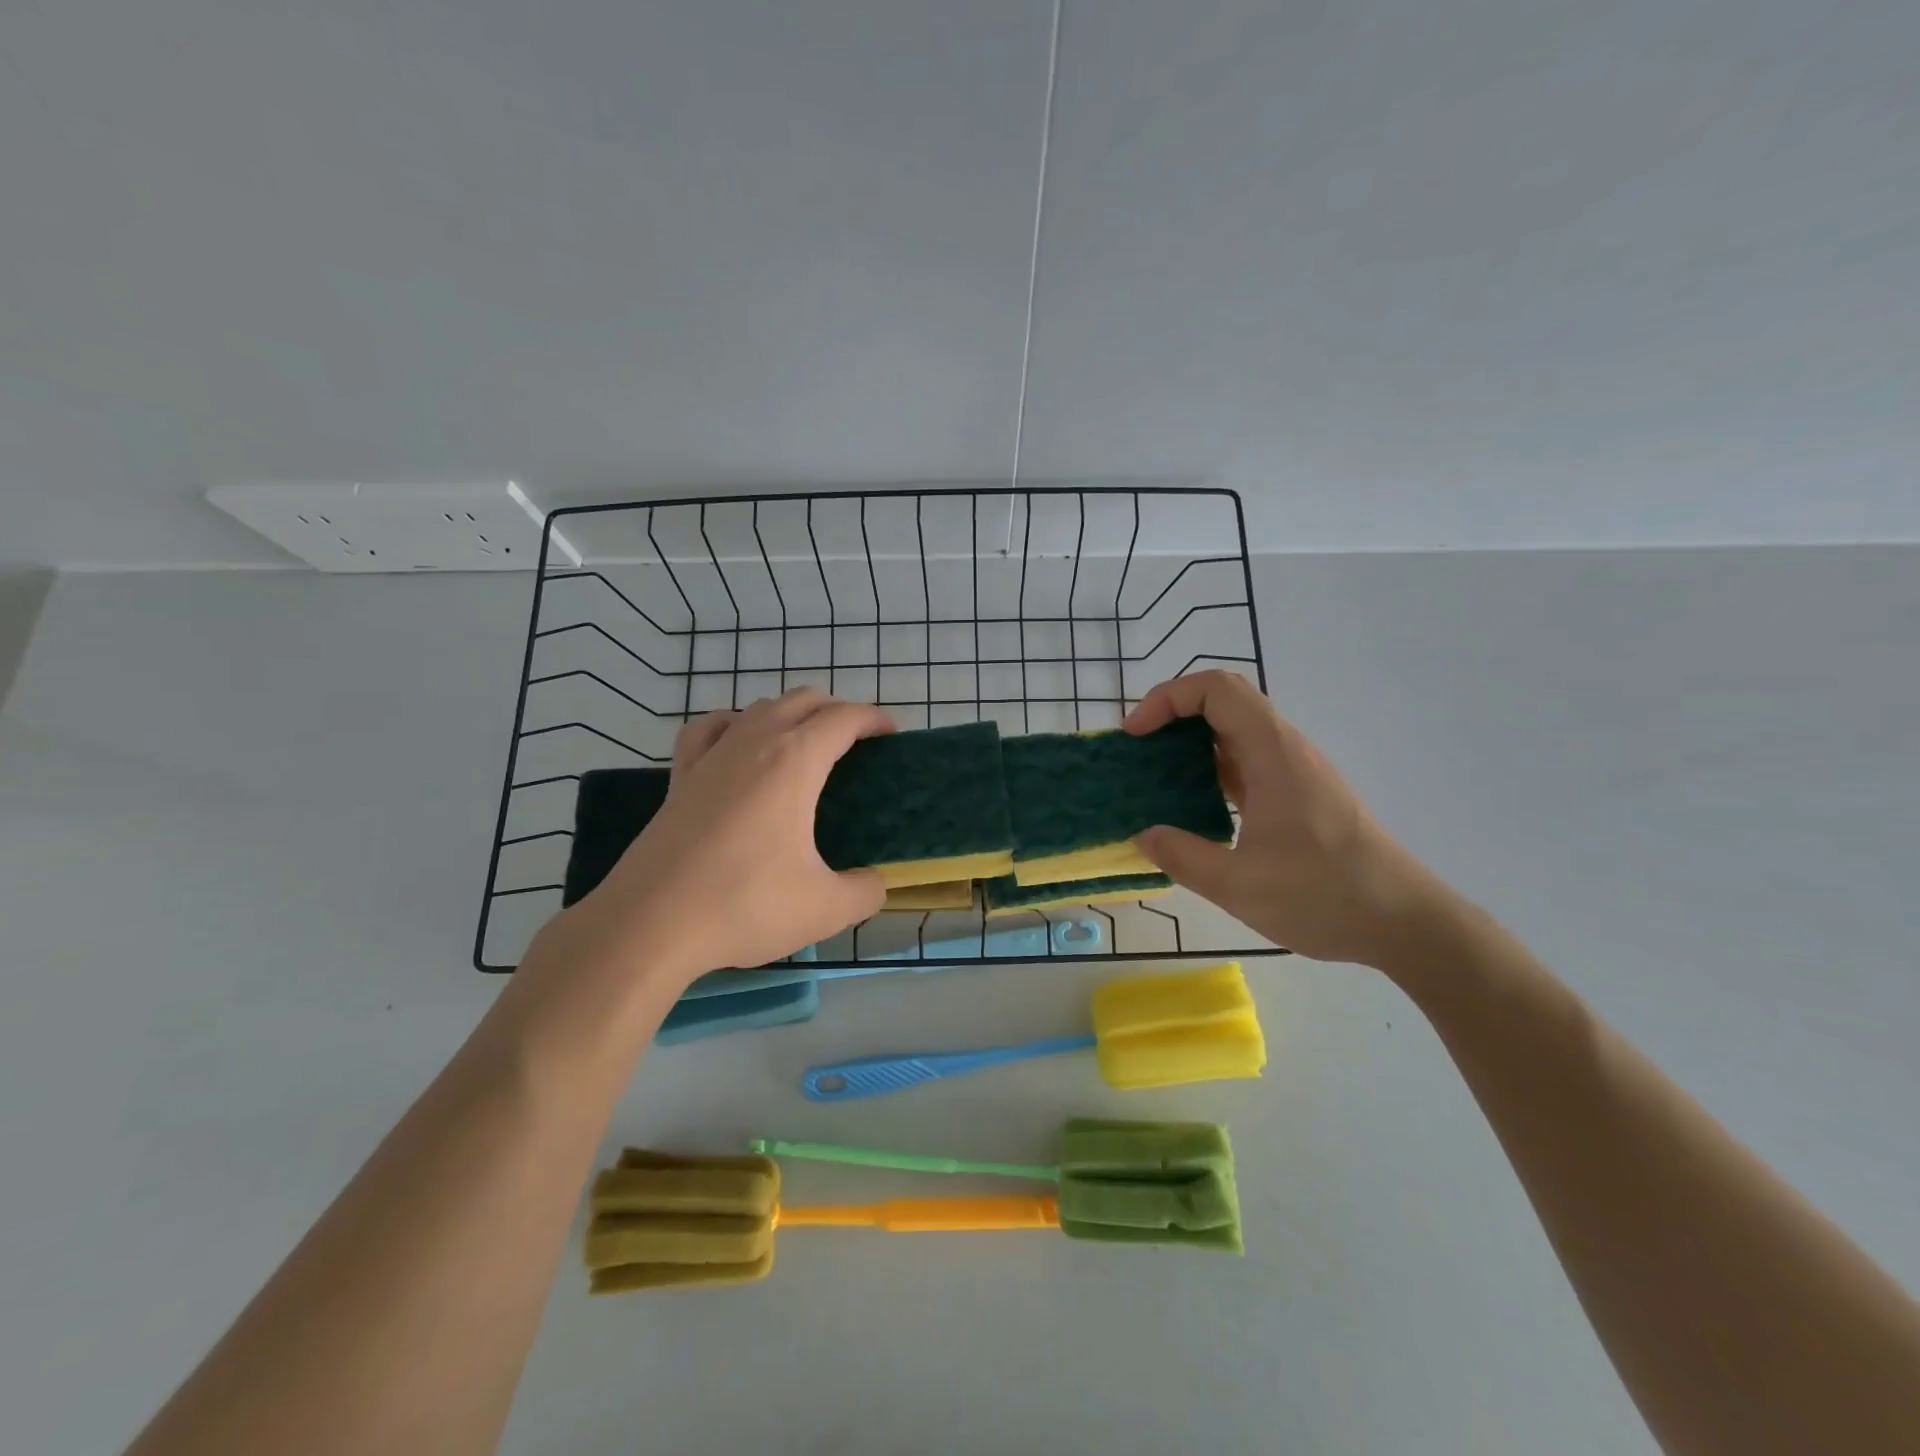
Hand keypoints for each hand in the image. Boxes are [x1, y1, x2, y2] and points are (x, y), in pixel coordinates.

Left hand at [558, 688, 894, 980]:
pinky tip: (736, 746)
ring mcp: (711, 757)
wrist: (650, 924)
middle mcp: (753, 743)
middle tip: (856, 746)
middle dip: (836, 711)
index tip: (891, 735)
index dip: (873, 719)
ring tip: (804, 747)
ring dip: (790, 714)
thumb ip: (866, 891)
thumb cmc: (745, 906)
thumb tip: (874, 883)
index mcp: (794, 762)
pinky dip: (733, 725)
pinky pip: (709, 730)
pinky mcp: (680, 778)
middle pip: (802, 700)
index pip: (842, 718)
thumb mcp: (826, 908)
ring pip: (758, 708)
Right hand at [1125, 671, 1454, 966]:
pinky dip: (1211, 767)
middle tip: (1139, 749)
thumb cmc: (1325, 897)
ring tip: (1156, 775)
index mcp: (1273, 755)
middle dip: (1173, 714)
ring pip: (1236, 730)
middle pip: (1225, 701)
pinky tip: (1193, 803)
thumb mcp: (1240, 886)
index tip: (1136, 734)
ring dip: (1191, 741)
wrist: (1406, 922)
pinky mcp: (1299, 794)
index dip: (1167, 698)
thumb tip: (1145, 836)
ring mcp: (1295, 771)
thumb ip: (1184, 858)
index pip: (1216, 690)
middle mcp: (1286, 750)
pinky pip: (1247, 760)